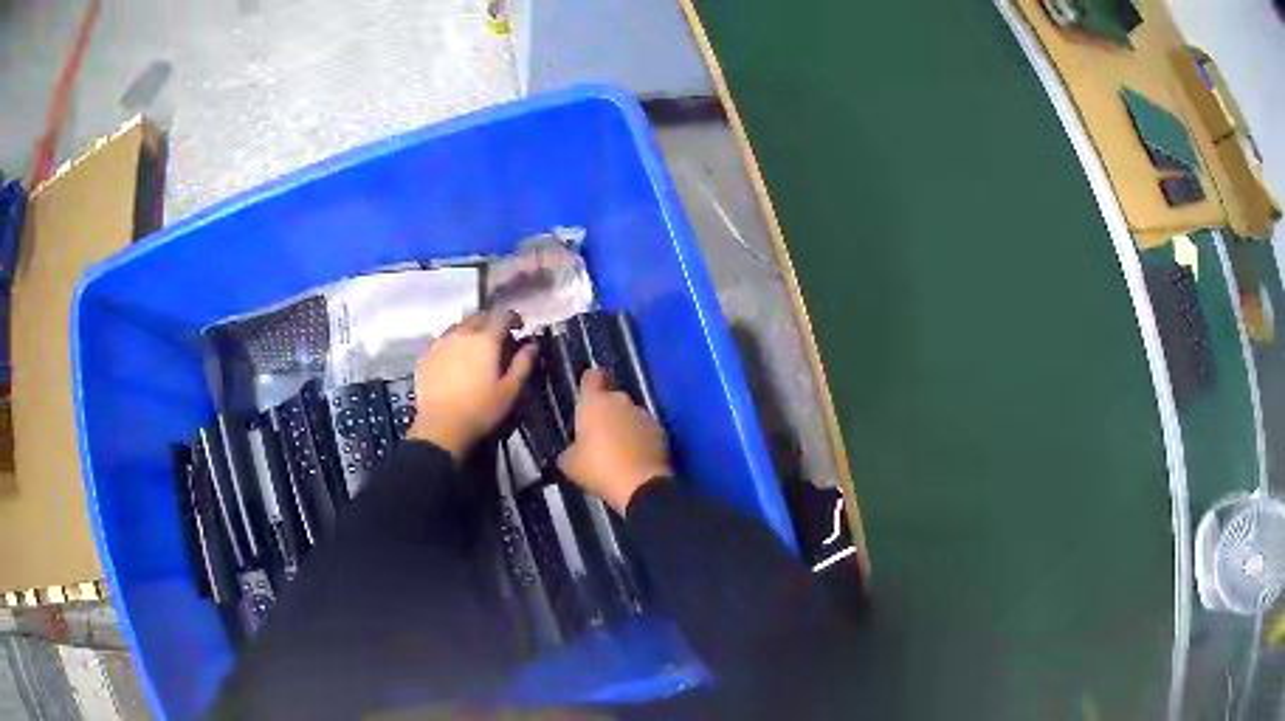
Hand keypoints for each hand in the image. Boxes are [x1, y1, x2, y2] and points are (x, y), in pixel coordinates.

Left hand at [407, 309, 535, 459]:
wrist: (441, 427)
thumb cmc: (481, 410)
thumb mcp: (510, 390)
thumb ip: (523, 364)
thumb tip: (531, 345)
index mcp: (485, 340)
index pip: (502, 315)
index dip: (513, 318)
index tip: (519, 328)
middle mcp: (461, 334)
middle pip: (479, 317)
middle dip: (492, 321)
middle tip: (499, 336)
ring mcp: (440, 344)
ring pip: (459, 327)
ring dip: (472, 330)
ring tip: (476, 347)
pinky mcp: (427, 356)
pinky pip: (443, 341)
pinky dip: (454, 343)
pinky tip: (456, 360)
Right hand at [559, 368, 671, 513]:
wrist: (642, 486)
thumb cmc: (599, 468)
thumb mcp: (570, 464)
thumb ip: (569, 450)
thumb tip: (572, 451)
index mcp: (595, 403)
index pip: (591, 377)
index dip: (589, 383)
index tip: (587, 395)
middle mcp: (621, 401)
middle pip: (611, 398)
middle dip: (606, 412)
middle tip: (598, 435)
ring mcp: (644, 415)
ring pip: (630, 414)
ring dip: (624, 426)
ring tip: (618, 450)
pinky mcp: (661, 431)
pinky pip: (645, 430)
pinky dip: (640, 439)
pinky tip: (635, 458)